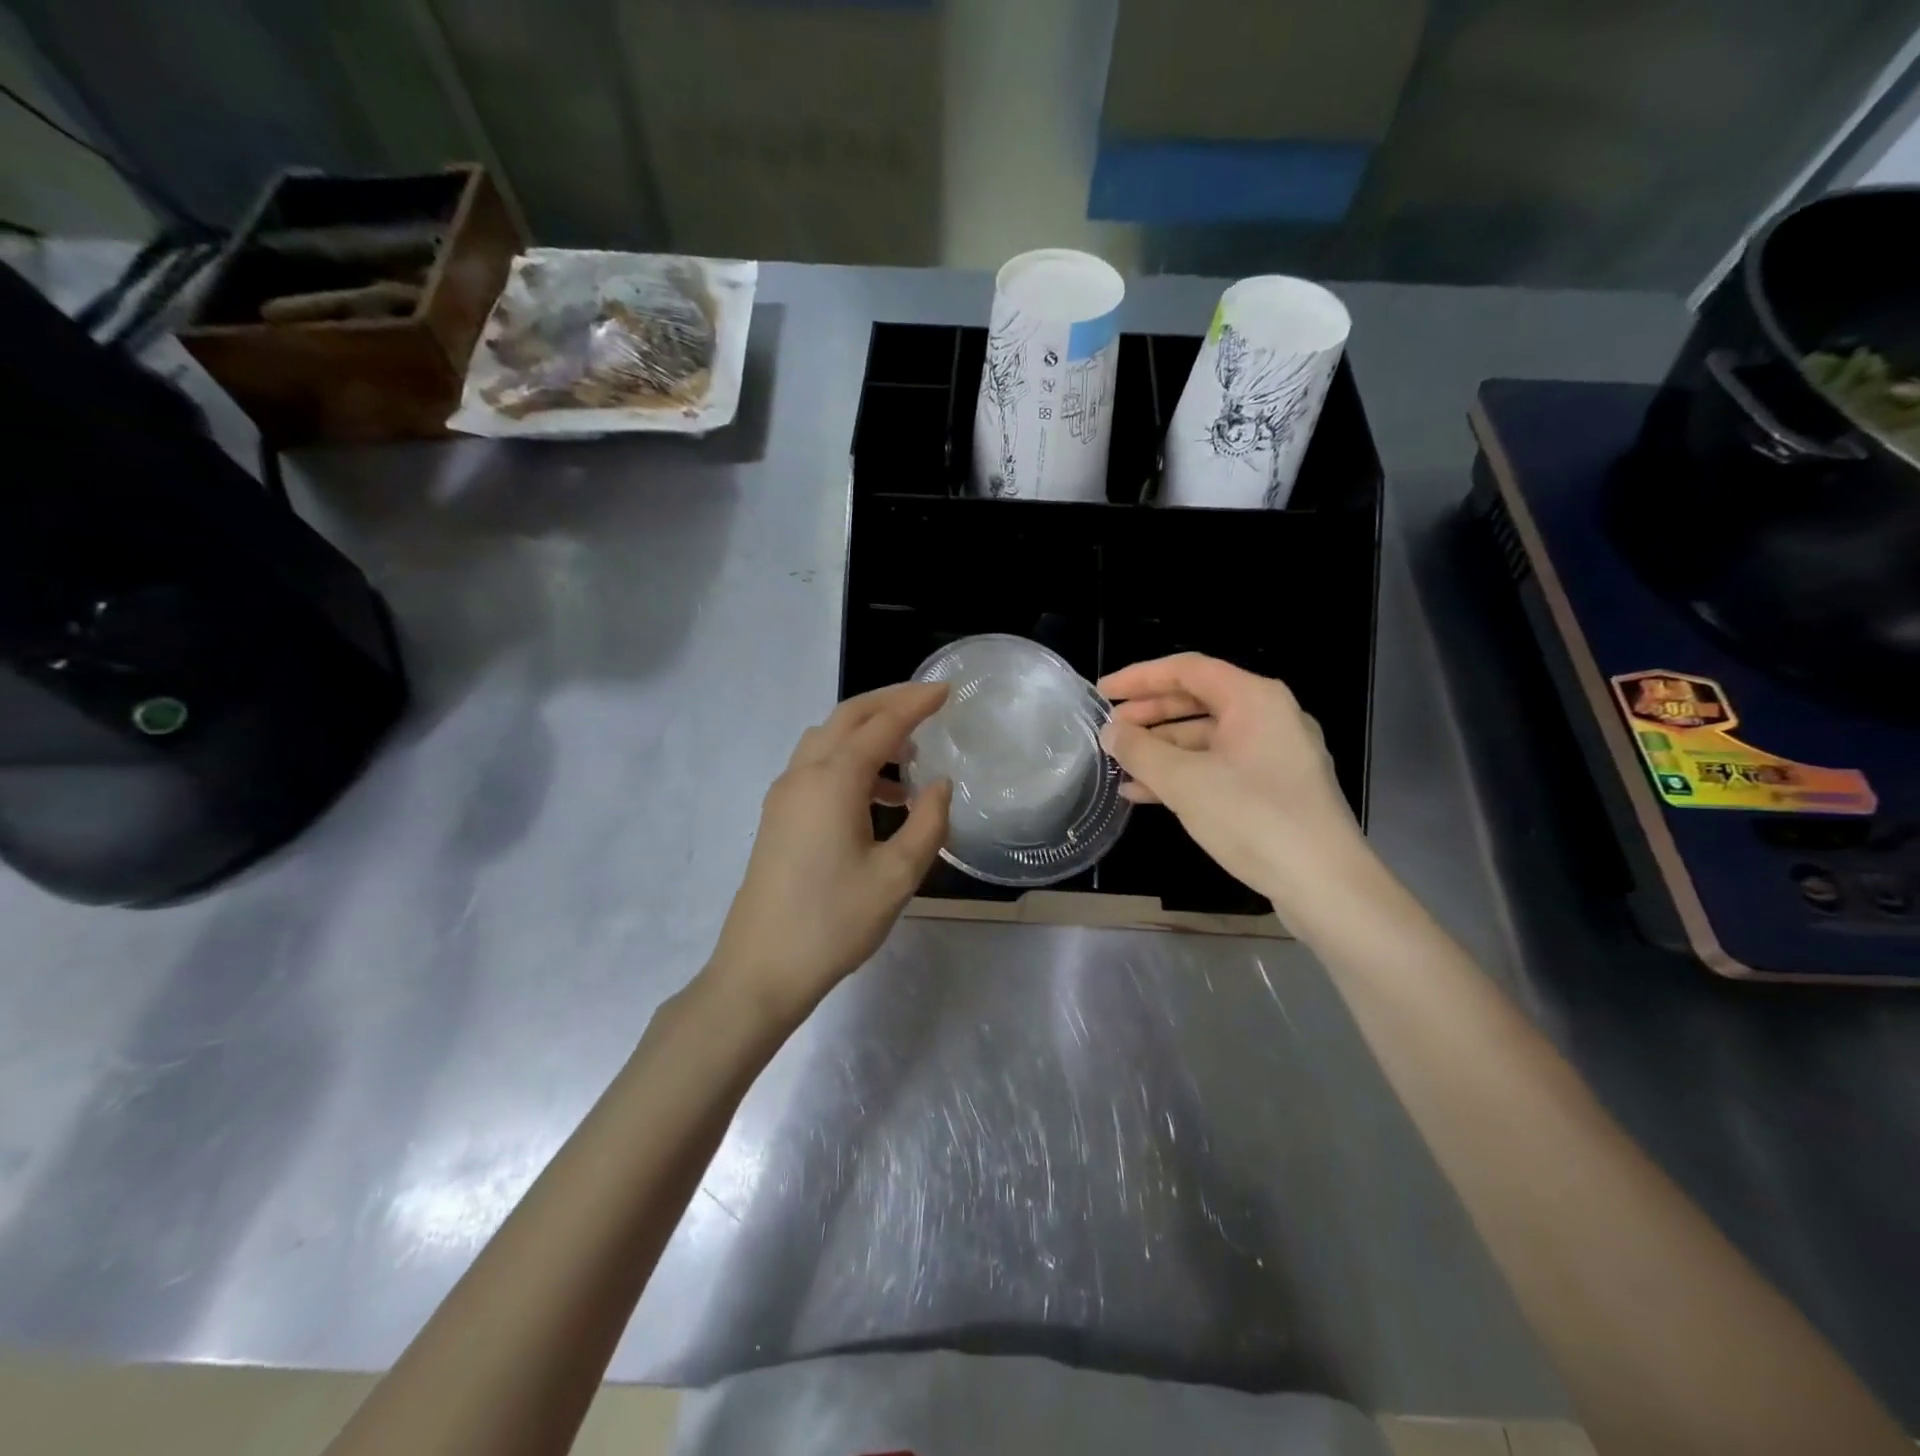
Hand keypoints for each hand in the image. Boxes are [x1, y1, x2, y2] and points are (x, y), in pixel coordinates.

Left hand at [708, 682, 952, 1023]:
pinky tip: (878, 798)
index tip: (947, 689)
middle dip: (888, 703)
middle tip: (927, 702)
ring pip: (827, 740)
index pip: (881, 725)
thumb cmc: (834, 923)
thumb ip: (927, 823)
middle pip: (847, 718)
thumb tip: (940, 785)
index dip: (916, 703)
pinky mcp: (777, 816)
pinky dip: (850, 762)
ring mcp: (784, 795)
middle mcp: (803, 775)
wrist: (761, 969)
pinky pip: (816, 767)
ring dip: (867, 734)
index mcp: (833, 781)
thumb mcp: (897, 876)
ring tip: (910, 758)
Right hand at [1097, 654, 1365, 901]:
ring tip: (1119, 764)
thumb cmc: (1253, 818)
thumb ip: (1140, 751)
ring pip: (1206, 737)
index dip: (1139, 678)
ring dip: (1161, 748)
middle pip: (1197, 700)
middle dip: (1149, 714)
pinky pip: (1220, 766)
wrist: (1325, 884)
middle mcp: (1269, 716)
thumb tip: (1110, 732)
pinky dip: (1183, 773)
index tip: (1102, 693)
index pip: (1187, 669)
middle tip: (1108, 729)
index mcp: (1254, 698)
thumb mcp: (1184, 782)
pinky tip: (1145, 793)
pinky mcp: (1276, 787)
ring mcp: (1275, 753)